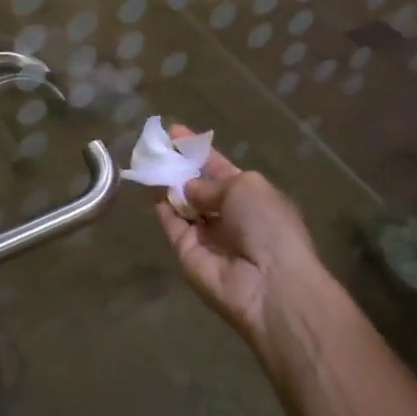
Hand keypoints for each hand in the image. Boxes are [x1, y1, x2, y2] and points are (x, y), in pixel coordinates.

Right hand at [154, 126, 331, 352]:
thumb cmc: (267, 225)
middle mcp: (228, 214)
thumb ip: (209, 182)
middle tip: (154, 146)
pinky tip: (149, 189)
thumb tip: (187, 188)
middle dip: (178, 167)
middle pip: (197, 187)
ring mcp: (207, 235)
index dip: (197, 150)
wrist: (269, 284)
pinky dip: (161, 209)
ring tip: (147, 162)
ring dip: (166, 185)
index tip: (174, 131)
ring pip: (181, 205)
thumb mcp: (246, 187)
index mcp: (250, 195)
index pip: (218, 167)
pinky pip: (172, 226)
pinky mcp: (187, 254)